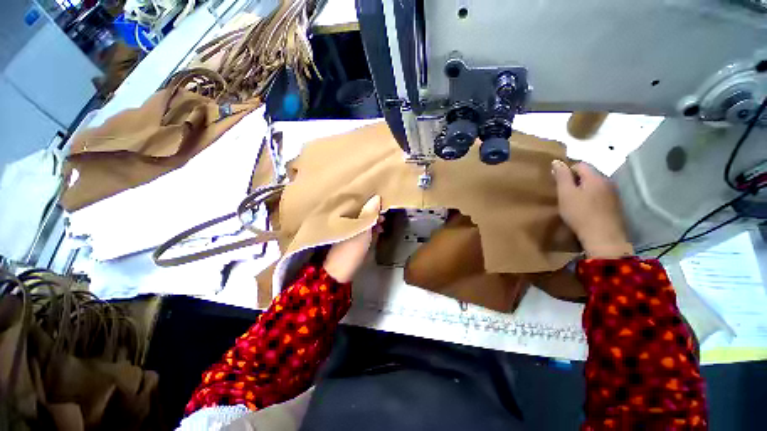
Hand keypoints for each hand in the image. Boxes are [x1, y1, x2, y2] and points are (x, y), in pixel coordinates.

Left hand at [323, 196, 382, 281]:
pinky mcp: (355, 240)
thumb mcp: (362, 230)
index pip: (359, 203)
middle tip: (384, 214)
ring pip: (364, 220)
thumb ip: (369, 214)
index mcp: (345, 217)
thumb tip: (376, 197)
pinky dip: (373, 228)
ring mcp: (351, 231)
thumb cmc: (350, 248)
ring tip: (384, 222)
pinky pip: (365, 230)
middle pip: (362, 211)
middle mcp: (347, 221)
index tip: (381, 201)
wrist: (340, 271)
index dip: (370, 201)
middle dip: (374, 211)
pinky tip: (380, 230)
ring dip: (374, 220)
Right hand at [551, 160, 632, 257]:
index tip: (558, 184)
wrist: (603, 237)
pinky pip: (601, 194)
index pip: (580, 164)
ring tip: (574, 201)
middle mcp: (607, 181)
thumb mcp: (565, 194)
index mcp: (595, 177)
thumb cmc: (580, 213)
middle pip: (589, 174)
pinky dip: (592, 197)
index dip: (567, 171)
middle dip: (576, 180)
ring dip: (584, 189)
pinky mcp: (615, 205)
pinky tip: (586, 209)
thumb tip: (557, 161)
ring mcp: (614, 193)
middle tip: (564, 193)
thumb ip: (561, 176)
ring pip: (595, 185)